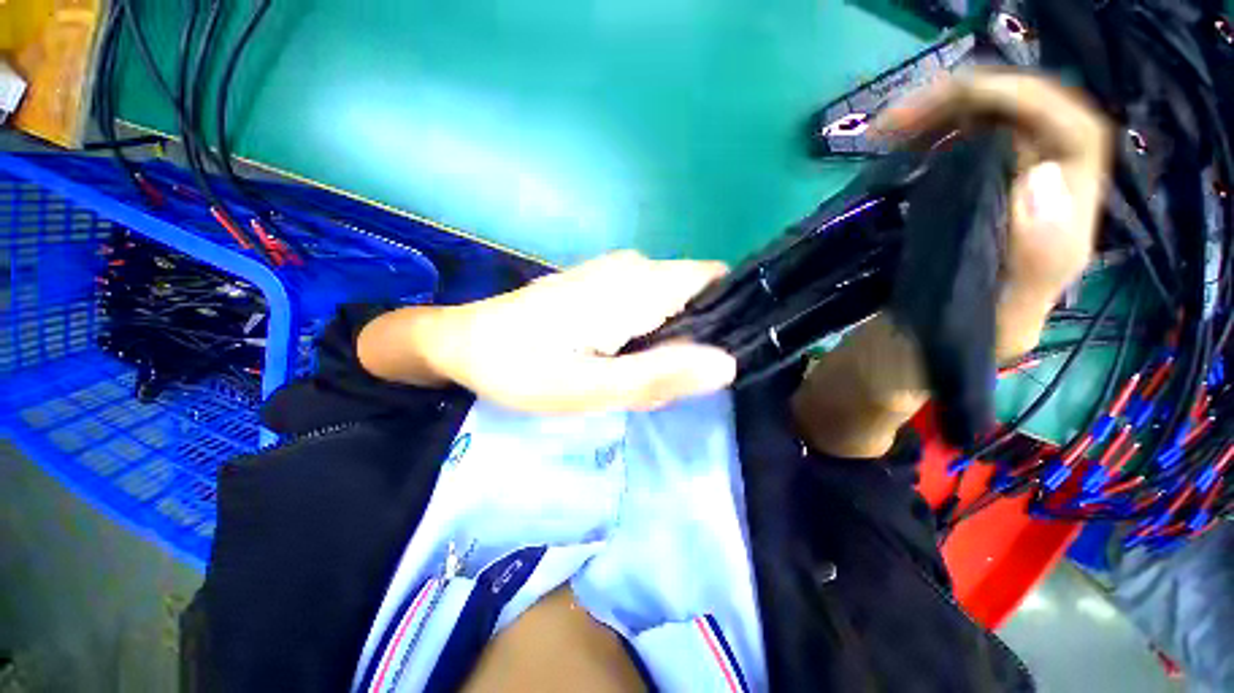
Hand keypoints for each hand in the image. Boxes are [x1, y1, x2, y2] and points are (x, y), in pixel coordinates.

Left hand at [357, 251, 736, 413]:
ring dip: (669, 340)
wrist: (465, 343)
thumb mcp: (592, 387)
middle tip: (666, 382)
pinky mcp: (600, 283)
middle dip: (694, 339)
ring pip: (670, 302)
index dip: (729, 315)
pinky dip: (648, 332)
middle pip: (694, 295)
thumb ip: (659, 375)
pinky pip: (647, 303)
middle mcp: (633, 267)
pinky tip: (621, 358)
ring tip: (640, 374)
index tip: (717, 359)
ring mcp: (614, 271)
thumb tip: (727, 364)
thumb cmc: (524, 367)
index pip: (713, 281)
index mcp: (637, 285)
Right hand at [794, 71, 1111, 457]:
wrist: (874, 373)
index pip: (1074, 143)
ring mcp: (992, 212)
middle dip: (973, 100)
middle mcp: (1034, 219)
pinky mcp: (953, 216)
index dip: (1024, 107)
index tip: (944, 116)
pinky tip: (894, 150)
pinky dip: (929, 135)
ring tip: (888, 132)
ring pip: (997, 130)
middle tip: (894, 122)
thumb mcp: (971, 336)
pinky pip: (960, 152)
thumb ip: (1022, 274)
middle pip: (1036, 123)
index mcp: (1052, 246)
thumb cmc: (912, 367)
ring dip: (947, 113)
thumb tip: (1041, 181)